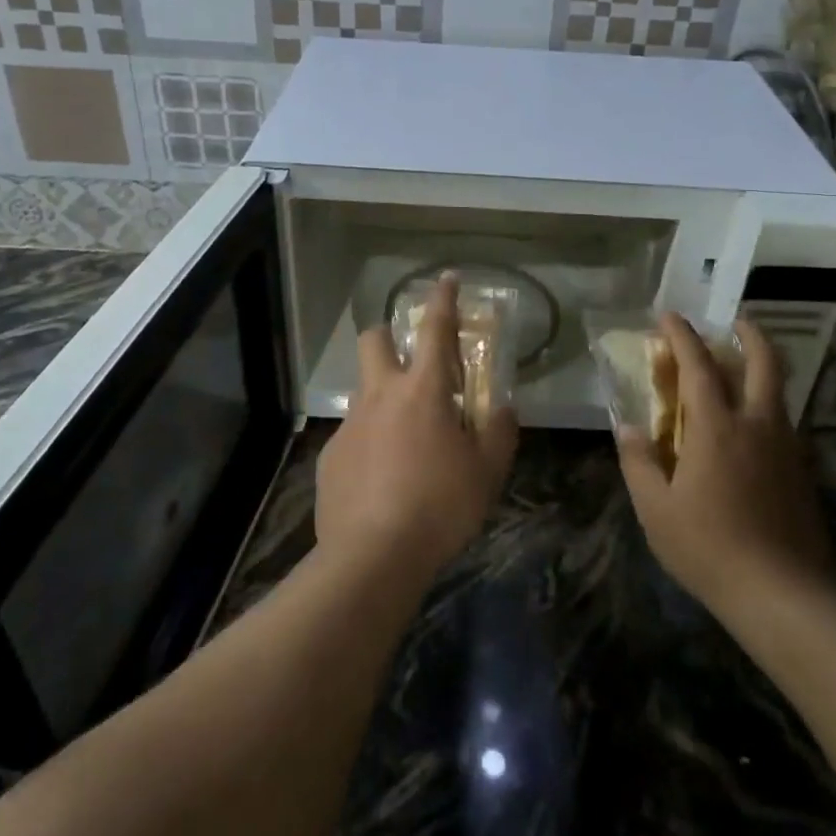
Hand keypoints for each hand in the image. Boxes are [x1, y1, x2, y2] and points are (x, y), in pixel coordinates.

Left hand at [314, 275, 516, 586]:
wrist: (372, 557)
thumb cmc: (440, 506)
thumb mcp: (487, 471)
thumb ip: (499, 432)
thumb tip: (504, 408)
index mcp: (424, 391)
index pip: (436, 329)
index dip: (443, 299)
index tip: (446, 278)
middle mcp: (381, 396)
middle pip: (374, 340)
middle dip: (390, 336)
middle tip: (411, 361)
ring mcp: (351, 425)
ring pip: (363, 389)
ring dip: (383, 396)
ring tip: (405, 438)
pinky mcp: (331, 456)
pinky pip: (352, 434)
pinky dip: (370, 441)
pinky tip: (382, 478)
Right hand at [615, 314, 835, 616]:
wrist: (783, 594)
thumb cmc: (709, 547)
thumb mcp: (655, 509)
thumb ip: (639, 462)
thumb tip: (629, 429)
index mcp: (717, 427)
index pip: (698, 365)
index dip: (681, 335)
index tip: (668, 316)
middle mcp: (757, 424)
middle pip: (764, 362)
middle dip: (749, 333)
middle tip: (734, 322)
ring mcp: (787, 447)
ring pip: (779, 391)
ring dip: (761, 369)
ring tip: (740, 372)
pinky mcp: (802, 472)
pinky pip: (783, 422)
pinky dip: (767, 407)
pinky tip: (752, 429)